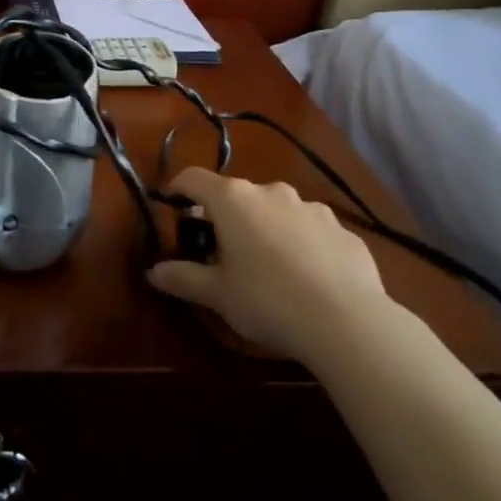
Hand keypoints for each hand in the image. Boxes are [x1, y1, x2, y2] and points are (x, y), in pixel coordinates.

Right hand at [147, 167, 393, 368]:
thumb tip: (152, 271)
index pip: (193, 178)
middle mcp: (271, 192)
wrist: (348, 321)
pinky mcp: (343, 230)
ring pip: (276, 211)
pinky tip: (306, 279)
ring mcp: (311, 208)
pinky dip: (300, 245)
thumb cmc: (267, 300)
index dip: (177, 188)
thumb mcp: (217, 294)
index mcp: (233, 200)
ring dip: (264, 228)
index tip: (170, 203)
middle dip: (224, 217)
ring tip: (266, 266)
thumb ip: (183, 278)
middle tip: (219, 250)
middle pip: (236, 195)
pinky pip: (310, 231)